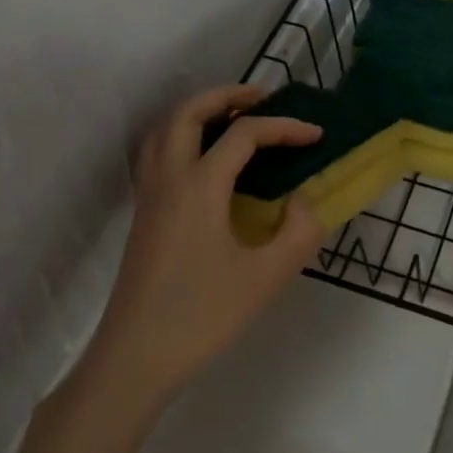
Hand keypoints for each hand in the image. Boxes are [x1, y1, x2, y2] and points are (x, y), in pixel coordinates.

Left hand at [84, 84, 326, 409]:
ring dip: (198, 111)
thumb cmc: (202, 316)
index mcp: (200, 185)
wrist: (136, 357)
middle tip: (261, 98)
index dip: (284, 127)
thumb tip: (305, 202)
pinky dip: (181, 136)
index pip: (245, 134)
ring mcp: (149, 195)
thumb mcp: (265, 277)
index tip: (316, 135)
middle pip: (189, 112)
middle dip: (226, 95)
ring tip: (232, 119)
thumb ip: (298, 233)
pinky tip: (203, 161)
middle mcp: (169, 178)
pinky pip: (158, 153)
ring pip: (165, 129)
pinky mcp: (143, 214)